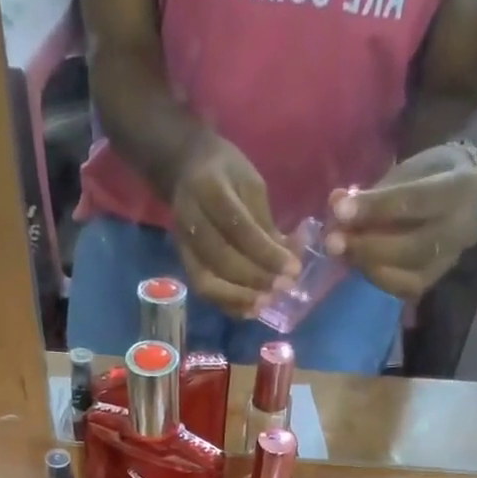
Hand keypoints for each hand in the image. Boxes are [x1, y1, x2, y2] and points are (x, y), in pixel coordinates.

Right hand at [171, 133, 300, 317]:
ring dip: (239, 298)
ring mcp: (183, 246)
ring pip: (208, 282)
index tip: (293, 269)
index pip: (239, 228)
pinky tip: (249, 310)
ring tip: (266, 304)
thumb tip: (288, 259)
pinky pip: (204, 291)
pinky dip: (228, 305)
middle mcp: (191, 221)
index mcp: (209, 190)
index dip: (266, 253)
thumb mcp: (250, 183)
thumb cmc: (225, 171)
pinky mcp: (184, 263)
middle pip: (222, 259)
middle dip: (256, 278)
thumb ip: (265, 222)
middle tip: (283, 288)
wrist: (183, 168)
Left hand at [325, 143, 476, 299]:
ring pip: (405, 275)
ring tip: (339, 253)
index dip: (374, 207)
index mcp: (459, 189)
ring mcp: (448, 262)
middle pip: (409, 248)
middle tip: (332, 242)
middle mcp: (459, 231)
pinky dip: (375, 278)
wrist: (465, 197)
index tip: (339, 210)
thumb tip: (336, 203)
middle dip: (365, 246)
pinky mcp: (434, 281)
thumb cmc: (430, 176)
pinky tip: (355, 264)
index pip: (412, 201)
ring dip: (366, 265)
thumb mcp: (407, 170)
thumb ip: (375, 190)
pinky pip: (402, 289)